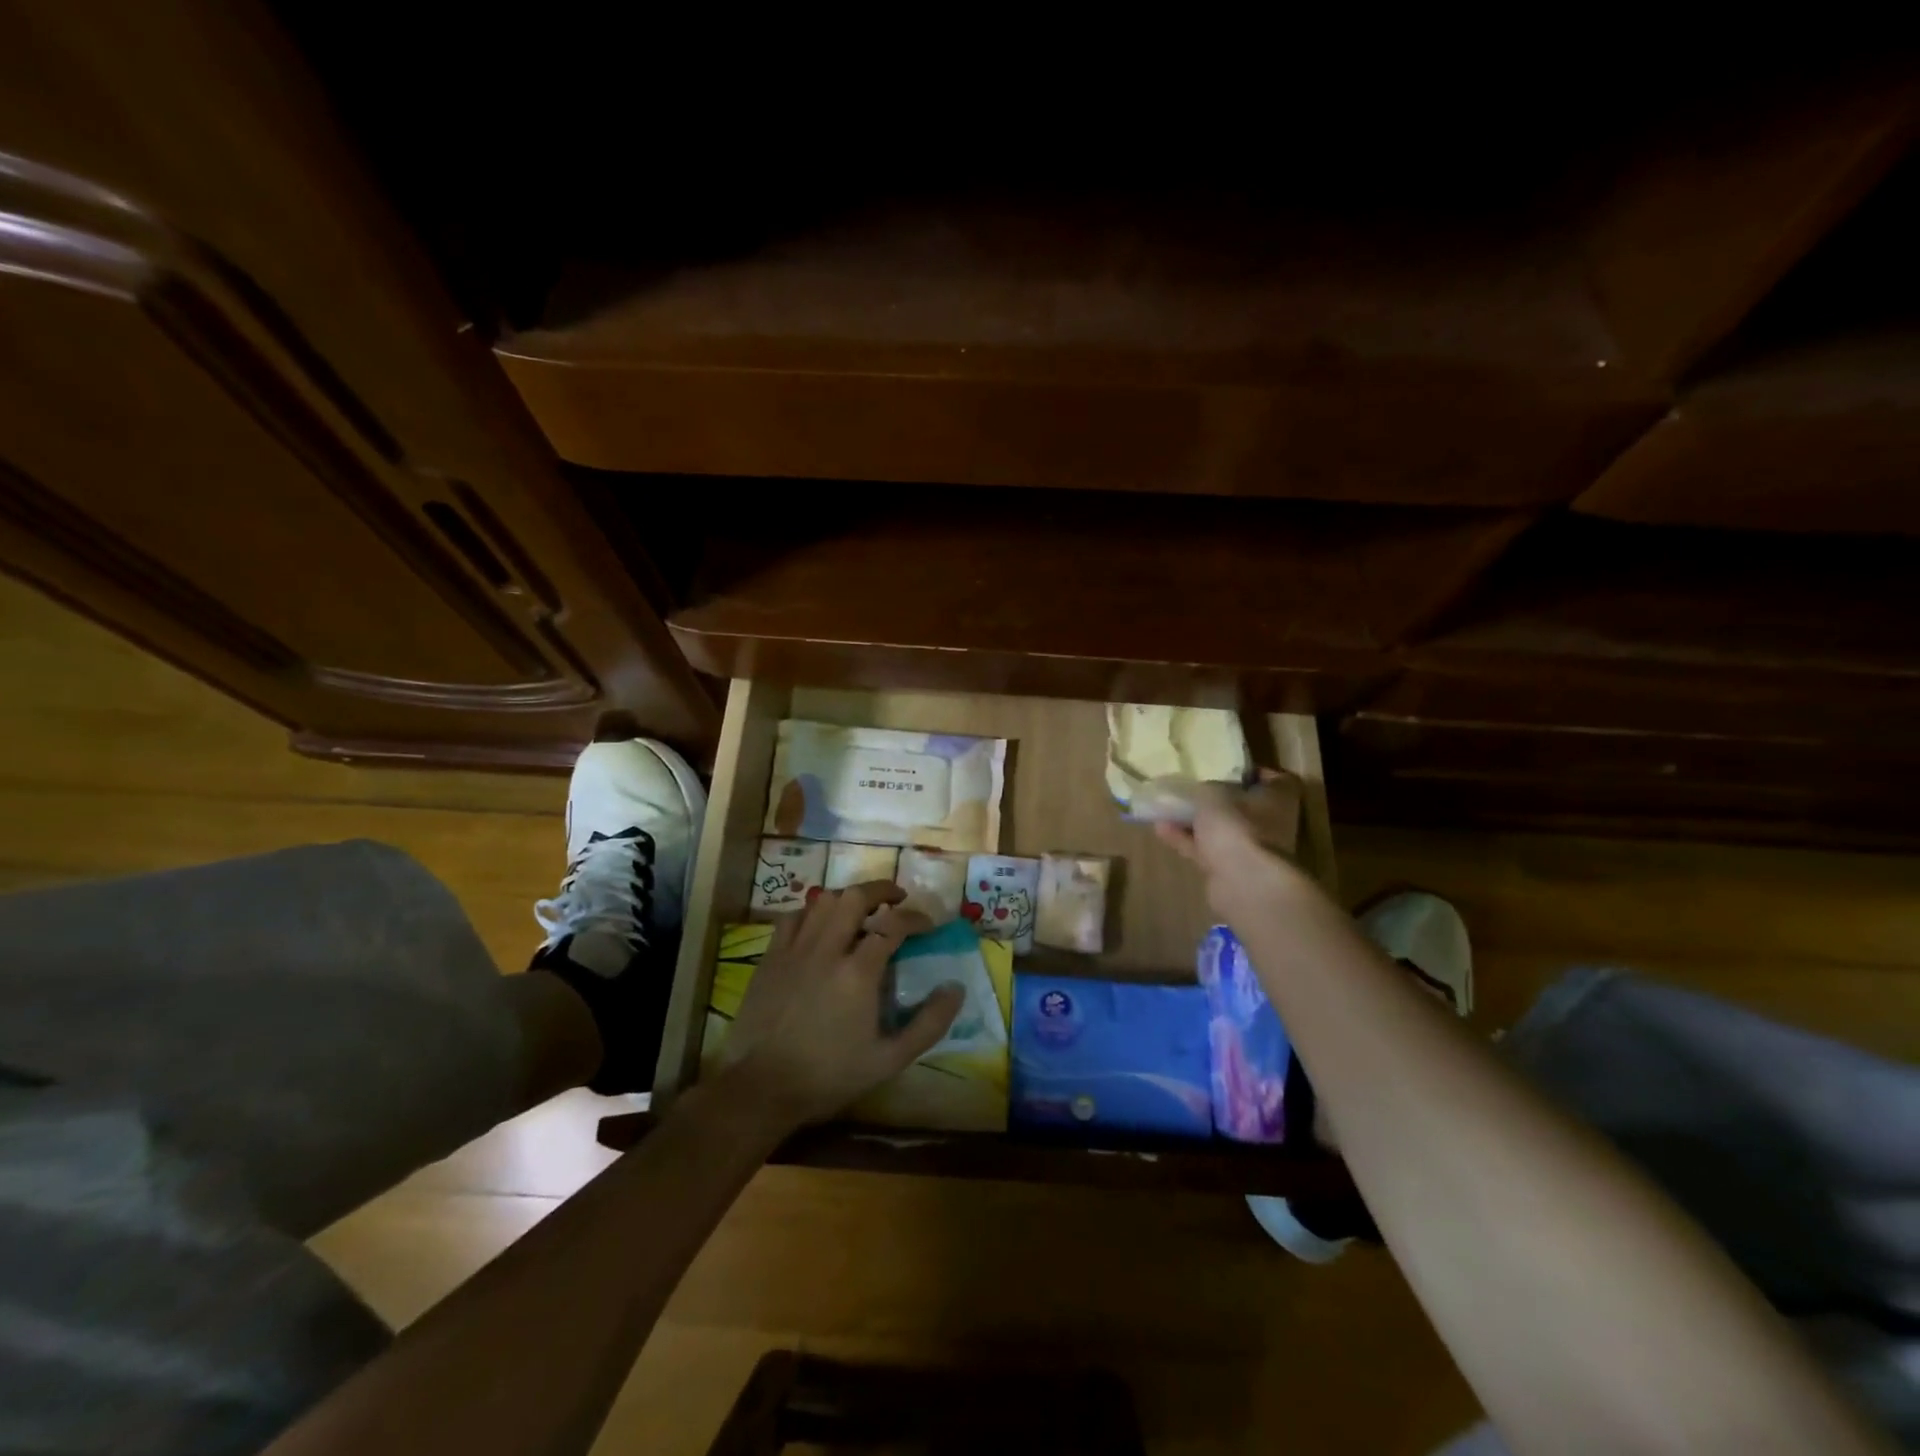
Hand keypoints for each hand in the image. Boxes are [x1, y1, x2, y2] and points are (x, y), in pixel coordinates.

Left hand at [722, 881, 962, 1128]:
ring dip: (848, 898)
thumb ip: (928, 1023)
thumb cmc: (829, 1076)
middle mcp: (827, 949)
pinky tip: (820, 925)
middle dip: (881, 889)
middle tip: (897, 898)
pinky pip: (793, 917)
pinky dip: (813, 912)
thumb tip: (955, 988)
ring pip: (824, 901)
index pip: (894, 924)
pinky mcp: (770, 957)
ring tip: (862, 909)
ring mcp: (794, 949)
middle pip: (855, 896)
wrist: (761, 1089)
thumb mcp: (889, 1060)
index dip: (916, 918)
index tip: (927, 925)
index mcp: (858, 972)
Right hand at [1153, 772, 1307, 917]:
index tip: (1226, 768)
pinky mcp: (1231, 870)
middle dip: (1216, 799)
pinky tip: (1160, 829)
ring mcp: (1251, 849)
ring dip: (1195, 821)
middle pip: (1243, 806)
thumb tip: (1200, 790)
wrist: (1244, 883)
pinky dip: (1186, 840)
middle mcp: (1271, 823)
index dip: (1251, 773)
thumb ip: (1204, 788)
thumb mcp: (1213, 794)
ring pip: (1221, 830)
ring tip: (1166, 807)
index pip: (1275, 780)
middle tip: (1190, 788)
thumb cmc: (1237, 825)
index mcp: (1278, 799)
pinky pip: (1206, 849)